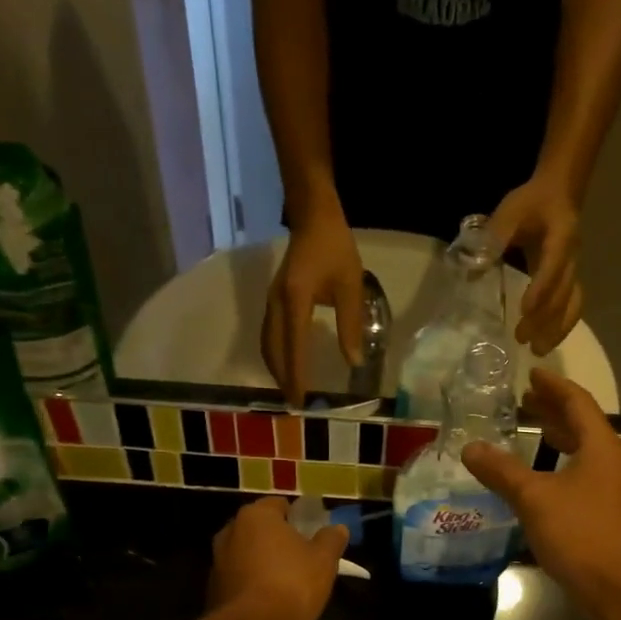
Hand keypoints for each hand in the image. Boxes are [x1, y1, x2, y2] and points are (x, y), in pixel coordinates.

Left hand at [208, 497, 347, 619]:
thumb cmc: (291, 583)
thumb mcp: (324, 560)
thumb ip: (331, 540)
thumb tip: (338, 528)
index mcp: (257, 516)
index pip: (279, 504)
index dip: (298, 517)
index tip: (312, 533)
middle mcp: (231, 531)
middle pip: (261, 529)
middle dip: (279, 540)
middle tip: (302, 557)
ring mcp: (217, 560)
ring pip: (248, 554)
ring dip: (265, 562)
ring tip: (288, 582)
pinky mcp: (213, 588)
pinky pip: (240, 578)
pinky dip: (253, 583)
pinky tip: (270, 601)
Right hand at [262, 211, 365, 405]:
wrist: (313, 217)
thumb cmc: (335, 248)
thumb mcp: (350, 286)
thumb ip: (351, 324)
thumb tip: (353, 361)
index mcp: (295, 300)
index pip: (294, 346)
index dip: (296, 374)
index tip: (300, 399)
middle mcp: (277, 303)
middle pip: (273, 349)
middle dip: (282, 377)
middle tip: (294, 402)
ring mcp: (272, 300)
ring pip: (267, 342)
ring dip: (276, 367)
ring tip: (289, 388)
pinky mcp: (274, 299)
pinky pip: (269, 333)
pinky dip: (275, 353)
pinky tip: (286, 363)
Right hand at [461, 368, 620, 616]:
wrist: (619, 588)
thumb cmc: (580, 534)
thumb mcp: (534, 498)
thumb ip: (502, 471)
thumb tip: (470, 447)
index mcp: (599, 446)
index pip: (577, 403)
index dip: (553, 386)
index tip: (532, 374)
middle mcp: (609, 461)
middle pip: (582, 424)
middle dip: (554, 409)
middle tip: (525, 399)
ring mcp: (609, 488)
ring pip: (582, 450)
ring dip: (557, 436)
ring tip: (531, 428)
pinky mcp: (604, 512)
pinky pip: (579, 473)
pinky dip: (558, 463)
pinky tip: (539, 477)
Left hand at [489, 175, 582, 355]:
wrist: (559, 193)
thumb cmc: (532, 202)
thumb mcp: (510, 211)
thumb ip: (494, 235)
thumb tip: (474, 265)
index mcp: (560, 238)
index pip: (553, 266)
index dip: (541, 289)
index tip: (525, 310)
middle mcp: (572, 258)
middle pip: (564, 293)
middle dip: (545, 318)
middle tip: (522, 339)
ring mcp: (574, 270)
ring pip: (573, 303)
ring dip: (557, 329)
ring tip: (538, 350)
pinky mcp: (570, 280)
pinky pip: (572, 306)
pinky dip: (561, 326)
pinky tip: (547, 341)